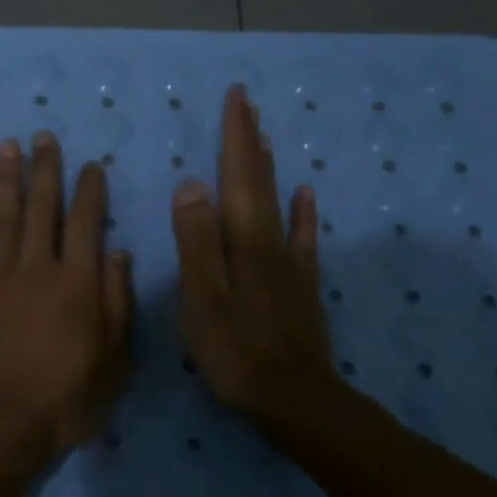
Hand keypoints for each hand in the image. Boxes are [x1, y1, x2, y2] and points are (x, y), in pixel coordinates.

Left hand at [0, 133, 133, 451]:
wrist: (1, 424)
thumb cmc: (67, 399)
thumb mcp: (114, 359)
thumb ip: (117, 303)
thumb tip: (118, 254)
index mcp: (76, 283)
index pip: (85, 224)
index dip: (89, 192)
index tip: (90, 165)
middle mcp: (36, 269)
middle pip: (42, 210)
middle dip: (45, 171)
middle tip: (43, 137)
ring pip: (2, 220)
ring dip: (4, 181)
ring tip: (6, 145)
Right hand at [171, 84, 336, 426]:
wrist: (293, 398)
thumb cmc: (236, 351)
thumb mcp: (202, 298)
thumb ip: (196, 241)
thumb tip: (192, 184)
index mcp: (242, 240)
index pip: (237, 176)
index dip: (235, 137)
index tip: (237, 99)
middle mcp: (269, 241)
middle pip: (258, 181)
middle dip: (250, 140)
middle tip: (247, 104)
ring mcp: (289, 262)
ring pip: (278, 202)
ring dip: (269, 167)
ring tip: (265, 137)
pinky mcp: (301, 284)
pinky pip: (302, 237)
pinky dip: (302, 211)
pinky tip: (304, 194)